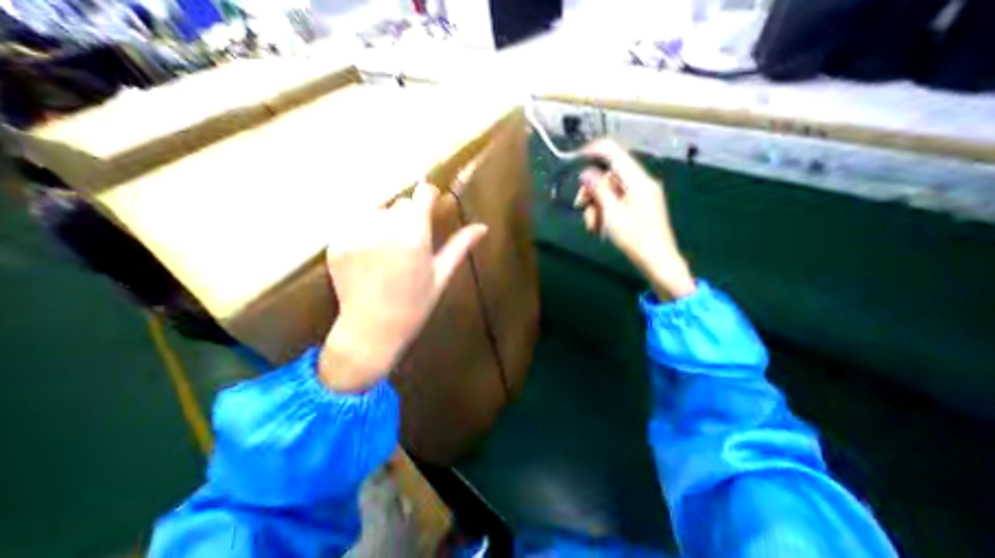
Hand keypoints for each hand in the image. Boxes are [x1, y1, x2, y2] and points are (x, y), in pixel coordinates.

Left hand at [321, 183, 488, 392]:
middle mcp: (383, 228)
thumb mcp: (441, 275)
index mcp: (413, 235)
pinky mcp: (336, 243)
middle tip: (411, 243)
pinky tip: (370, 258)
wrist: (371, 330)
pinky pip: (356, 225)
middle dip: (409, 216)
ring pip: (377, 212)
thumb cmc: (415, 305)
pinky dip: (365, 234)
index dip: (429, 196)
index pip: (422, 193)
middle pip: (400, 204)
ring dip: (386, 224)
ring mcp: (356, 235)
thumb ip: (460, 246)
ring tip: (389, 252)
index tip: (432, 204)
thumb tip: (483, 227)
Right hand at [572, 140, 693, 300]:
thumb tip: (586, 172)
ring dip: (596, 204)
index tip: (574, 160)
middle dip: (591, 190)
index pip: (614, 152)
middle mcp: (641, 182)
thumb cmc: (635, 238)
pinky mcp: (639, 204)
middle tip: (580, 206)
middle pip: (609, 174)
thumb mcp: (612, 214)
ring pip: (610, 189)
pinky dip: (605, 210)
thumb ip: (599, 190)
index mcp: (638, 180)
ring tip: (593, 225)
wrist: (657, 260)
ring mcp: (641, 193)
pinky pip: (617, 199)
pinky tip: (600, 226)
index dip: (593, 152)